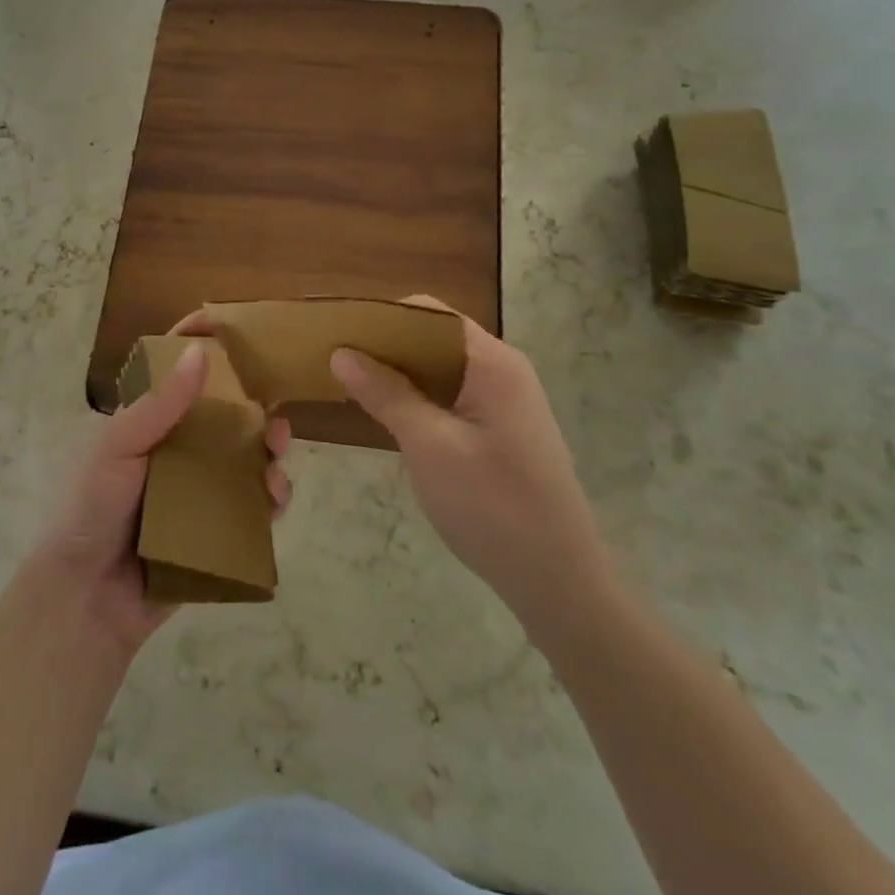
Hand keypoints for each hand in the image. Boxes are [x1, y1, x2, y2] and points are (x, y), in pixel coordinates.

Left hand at [36, 344, 289, 654]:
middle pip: (223, 416)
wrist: (85, 598)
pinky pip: (250, 508)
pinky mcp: (214, 531)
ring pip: (243, 459)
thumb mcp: (117, 447)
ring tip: (279, 449)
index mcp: (149, 425)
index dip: (200, 347)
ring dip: (267, 449)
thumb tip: (200, 351)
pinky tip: (276, 496)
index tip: (232, 327)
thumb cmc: (91, 508)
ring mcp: (197, 492)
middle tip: (275, 404)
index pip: (176, 375)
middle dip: (253, 404)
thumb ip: (159, 404)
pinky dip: (269, 499)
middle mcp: (176, 452)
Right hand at [329, 299, 613, 639]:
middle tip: (336, 359)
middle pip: (435, 337)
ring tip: (352, 382)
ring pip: (442, 368)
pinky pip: (452, 395)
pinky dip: (418, 396)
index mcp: (492, 362)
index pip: (430, 314)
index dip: (383, 316)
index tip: (338, 331)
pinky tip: (388, 413)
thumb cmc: (492, 505)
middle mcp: (502, 370)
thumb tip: (342, 353)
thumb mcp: (429, 446)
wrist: (558, 580)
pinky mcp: (501, 429)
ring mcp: (505, 401)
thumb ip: (386, 393)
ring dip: (400, 373)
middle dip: (386, 345)